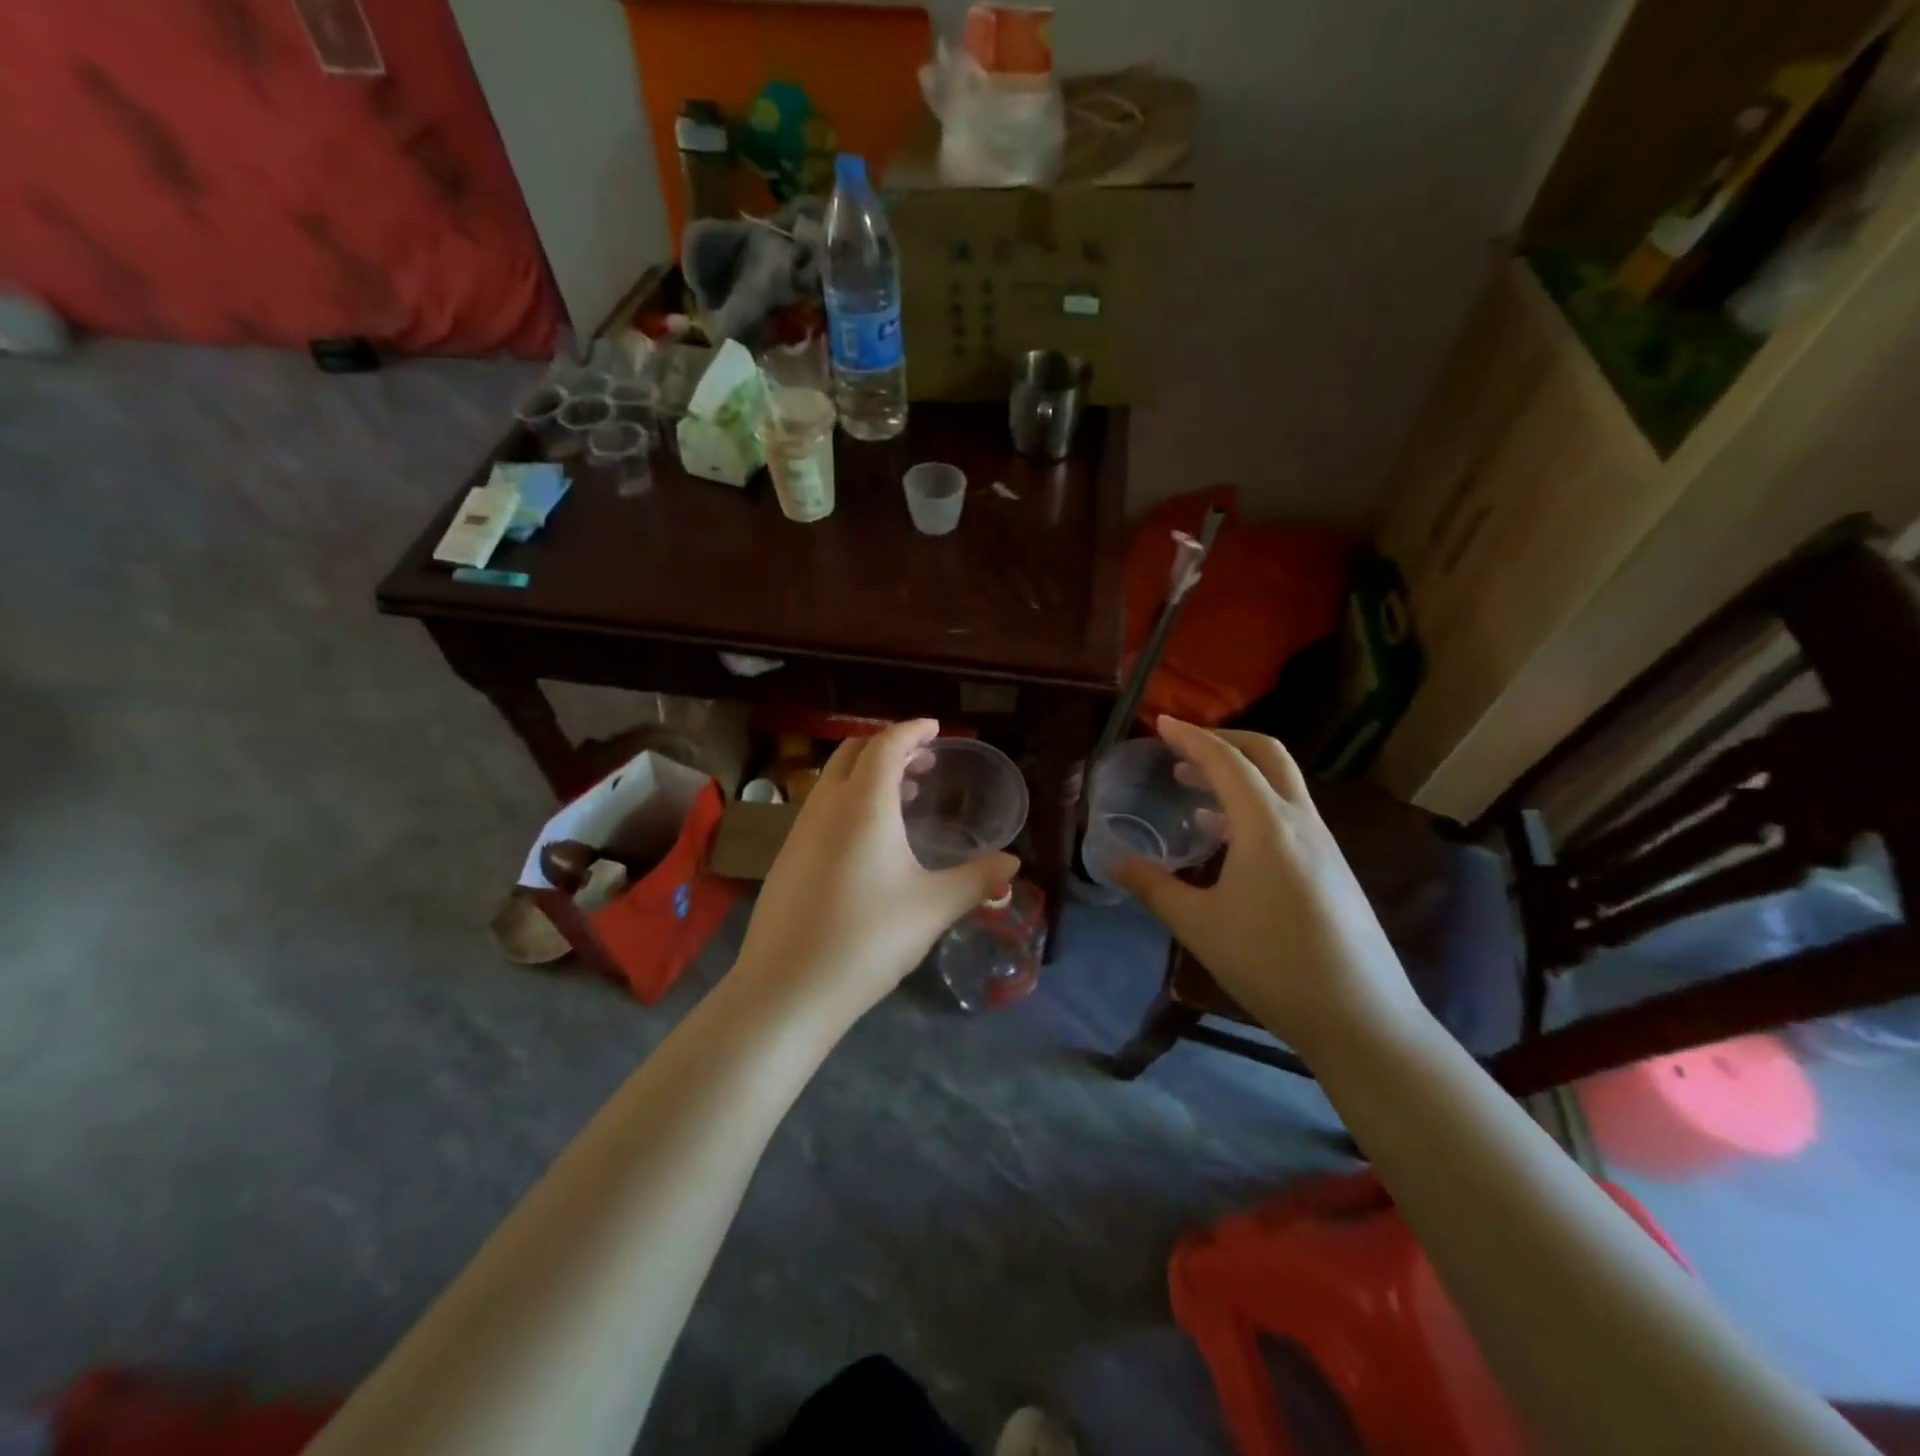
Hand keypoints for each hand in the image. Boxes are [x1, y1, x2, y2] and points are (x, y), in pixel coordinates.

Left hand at [732, 719, 1018, 1029]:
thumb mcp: (933, 908)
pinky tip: (869, 840)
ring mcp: (799, 831)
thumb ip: (976, 879)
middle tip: (925, 762)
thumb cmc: (868, 938)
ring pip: (833, 780)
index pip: (886, 745)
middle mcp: (826, 805)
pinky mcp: (787, 858)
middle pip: (854, 752)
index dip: (912, 730)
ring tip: (904, 796)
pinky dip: (849, 800)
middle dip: (890, 746)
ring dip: (867, 774)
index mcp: (863, 804)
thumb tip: (1012, 864)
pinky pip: (821, 807)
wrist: (787, 988)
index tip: (934, 729)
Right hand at [1111, 717, 1426, 1055]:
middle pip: (1267, 755)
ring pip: (1281, 784)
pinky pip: (1289, 813)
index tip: (1161, 722)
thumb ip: (1153, 887)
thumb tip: (1111, 861)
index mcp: (1266, 824)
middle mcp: (1300, 821)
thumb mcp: (1199, 925)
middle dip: (1223, 740)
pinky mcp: (1332, 867)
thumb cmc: (1271, 964)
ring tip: (1194, 788)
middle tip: (1182, 748)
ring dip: (1239, 773)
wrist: (1360, 1017)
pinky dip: (1254, 804)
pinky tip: (1227, 837)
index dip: (1190, 737)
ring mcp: (1323, 843)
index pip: (1226, 760)